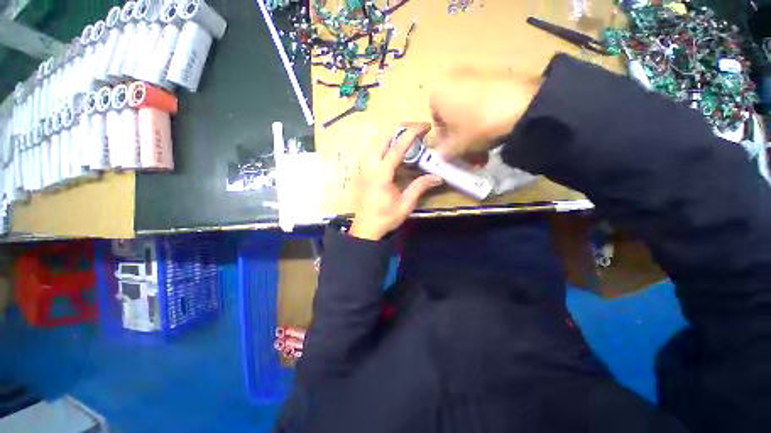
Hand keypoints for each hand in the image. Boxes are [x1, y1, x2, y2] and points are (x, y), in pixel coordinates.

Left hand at [349, 124, 442, 240]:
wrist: (365, 229)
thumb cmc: (385, 218)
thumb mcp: (405, 204)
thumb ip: (420, 187)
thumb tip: (438, 176)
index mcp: (381, 174)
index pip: (397, 147)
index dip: (412, 133)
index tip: (425, 126)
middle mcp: (370, 166)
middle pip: (382, 138)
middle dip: (400, 129)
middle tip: (416, 130)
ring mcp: (364, 168)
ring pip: (375, 143)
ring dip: (391, 136)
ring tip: (407, 138)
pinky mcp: (363, 172)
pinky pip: (373, 152)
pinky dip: (385, 146)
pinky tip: (394, 153)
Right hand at [429, 68, 541, 159]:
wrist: (519, 104)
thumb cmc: (476, 125)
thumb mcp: (455, 147)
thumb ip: (443, 154)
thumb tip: (441, 156)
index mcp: (437, 94)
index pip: (437, 125)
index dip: (446, 142)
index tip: (456, 153)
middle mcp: (452, 79)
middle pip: (454, 118)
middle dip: (462, 139)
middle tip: (471, 155)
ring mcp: (475, 75)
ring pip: (469, 113)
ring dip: (474, 134)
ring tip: (485, 150)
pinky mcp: (496, 75)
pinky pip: (483, 103)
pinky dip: (486, 120)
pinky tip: (495, 135)